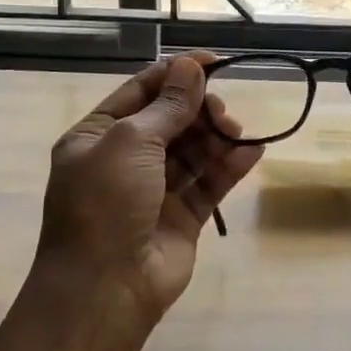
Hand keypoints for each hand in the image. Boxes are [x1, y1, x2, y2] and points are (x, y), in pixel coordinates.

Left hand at [35, 53, 262, 332]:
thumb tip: (191, 66)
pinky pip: (209, 183)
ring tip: (236, 133)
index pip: (141, 93)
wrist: (104, 289)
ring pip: (193, 151)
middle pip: (171, 120)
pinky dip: (230, 166)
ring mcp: (154, 190)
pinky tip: (253, 152)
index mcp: (97, 137)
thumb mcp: (130, 142)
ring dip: (216, 136)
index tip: (213, 61)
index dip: (176, 74)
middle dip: (198, 109)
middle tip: (220, 112)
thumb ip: (168, 105)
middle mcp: (124, 160)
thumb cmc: (106, 203)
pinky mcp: (181, 217)